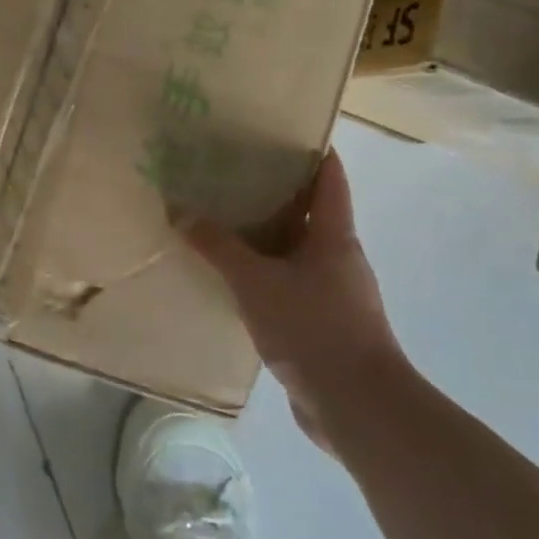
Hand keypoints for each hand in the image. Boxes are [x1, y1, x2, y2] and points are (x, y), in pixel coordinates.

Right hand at [182, 151, 410, 449]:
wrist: (358, 407)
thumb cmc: (313, 328)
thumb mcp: (255, 281)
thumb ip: (217, 246)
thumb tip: (180, 211)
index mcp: (334, 236)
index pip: (330, 177)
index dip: (313, 150)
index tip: (281, 130)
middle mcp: (339, 258)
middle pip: (310, 212)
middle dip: (275, 193)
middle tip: (231, 174)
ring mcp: (335, 294)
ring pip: (297, 252)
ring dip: (266, 237)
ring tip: (223, 222)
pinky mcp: (325, 326)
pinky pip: (290, 286)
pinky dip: (265, 276)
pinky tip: (234, 279)